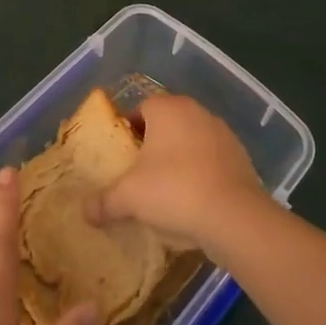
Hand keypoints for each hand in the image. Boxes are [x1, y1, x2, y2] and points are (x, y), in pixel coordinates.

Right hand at [87, 94, 266, 255]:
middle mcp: (197, 111)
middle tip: (139, 173)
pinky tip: (193, 200)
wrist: (234, 216)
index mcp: (168, 109)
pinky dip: (201, 173)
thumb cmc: (174, 191)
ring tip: (166, 189)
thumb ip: (104, 201)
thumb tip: (85, 212)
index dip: (128, 130)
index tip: (121, 156)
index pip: (141, 108)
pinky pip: (212, 160)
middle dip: (153, 145)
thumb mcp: (129, 197)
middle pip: (167, 123)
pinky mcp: (240, 156)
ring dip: (179, 158)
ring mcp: (223, 133)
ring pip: (191, 141)